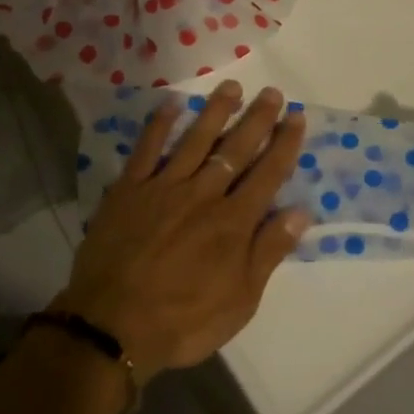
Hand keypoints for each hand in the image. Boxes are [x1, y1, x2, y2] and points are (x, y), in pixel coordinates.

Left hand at [54, 82, 309, 381]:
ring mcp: (164, 187)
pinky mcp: (130, 189)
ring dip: (216, 111)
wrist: (112, 327)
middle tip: (272, 92)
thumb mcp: (240, 300)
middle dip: (257, 119)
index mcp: (233, 222)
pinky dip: (160, 124)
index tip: (297, 116)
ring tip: (232, 87)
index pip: (267, 173)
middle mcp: (204, 194)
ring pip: (196, 140)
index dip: (284, 143)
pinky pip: (147, 149)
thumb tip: (302, 211)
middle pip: (236, 149)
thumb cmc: (184, 320)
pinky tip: (172, 103)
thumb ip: (269, 251)